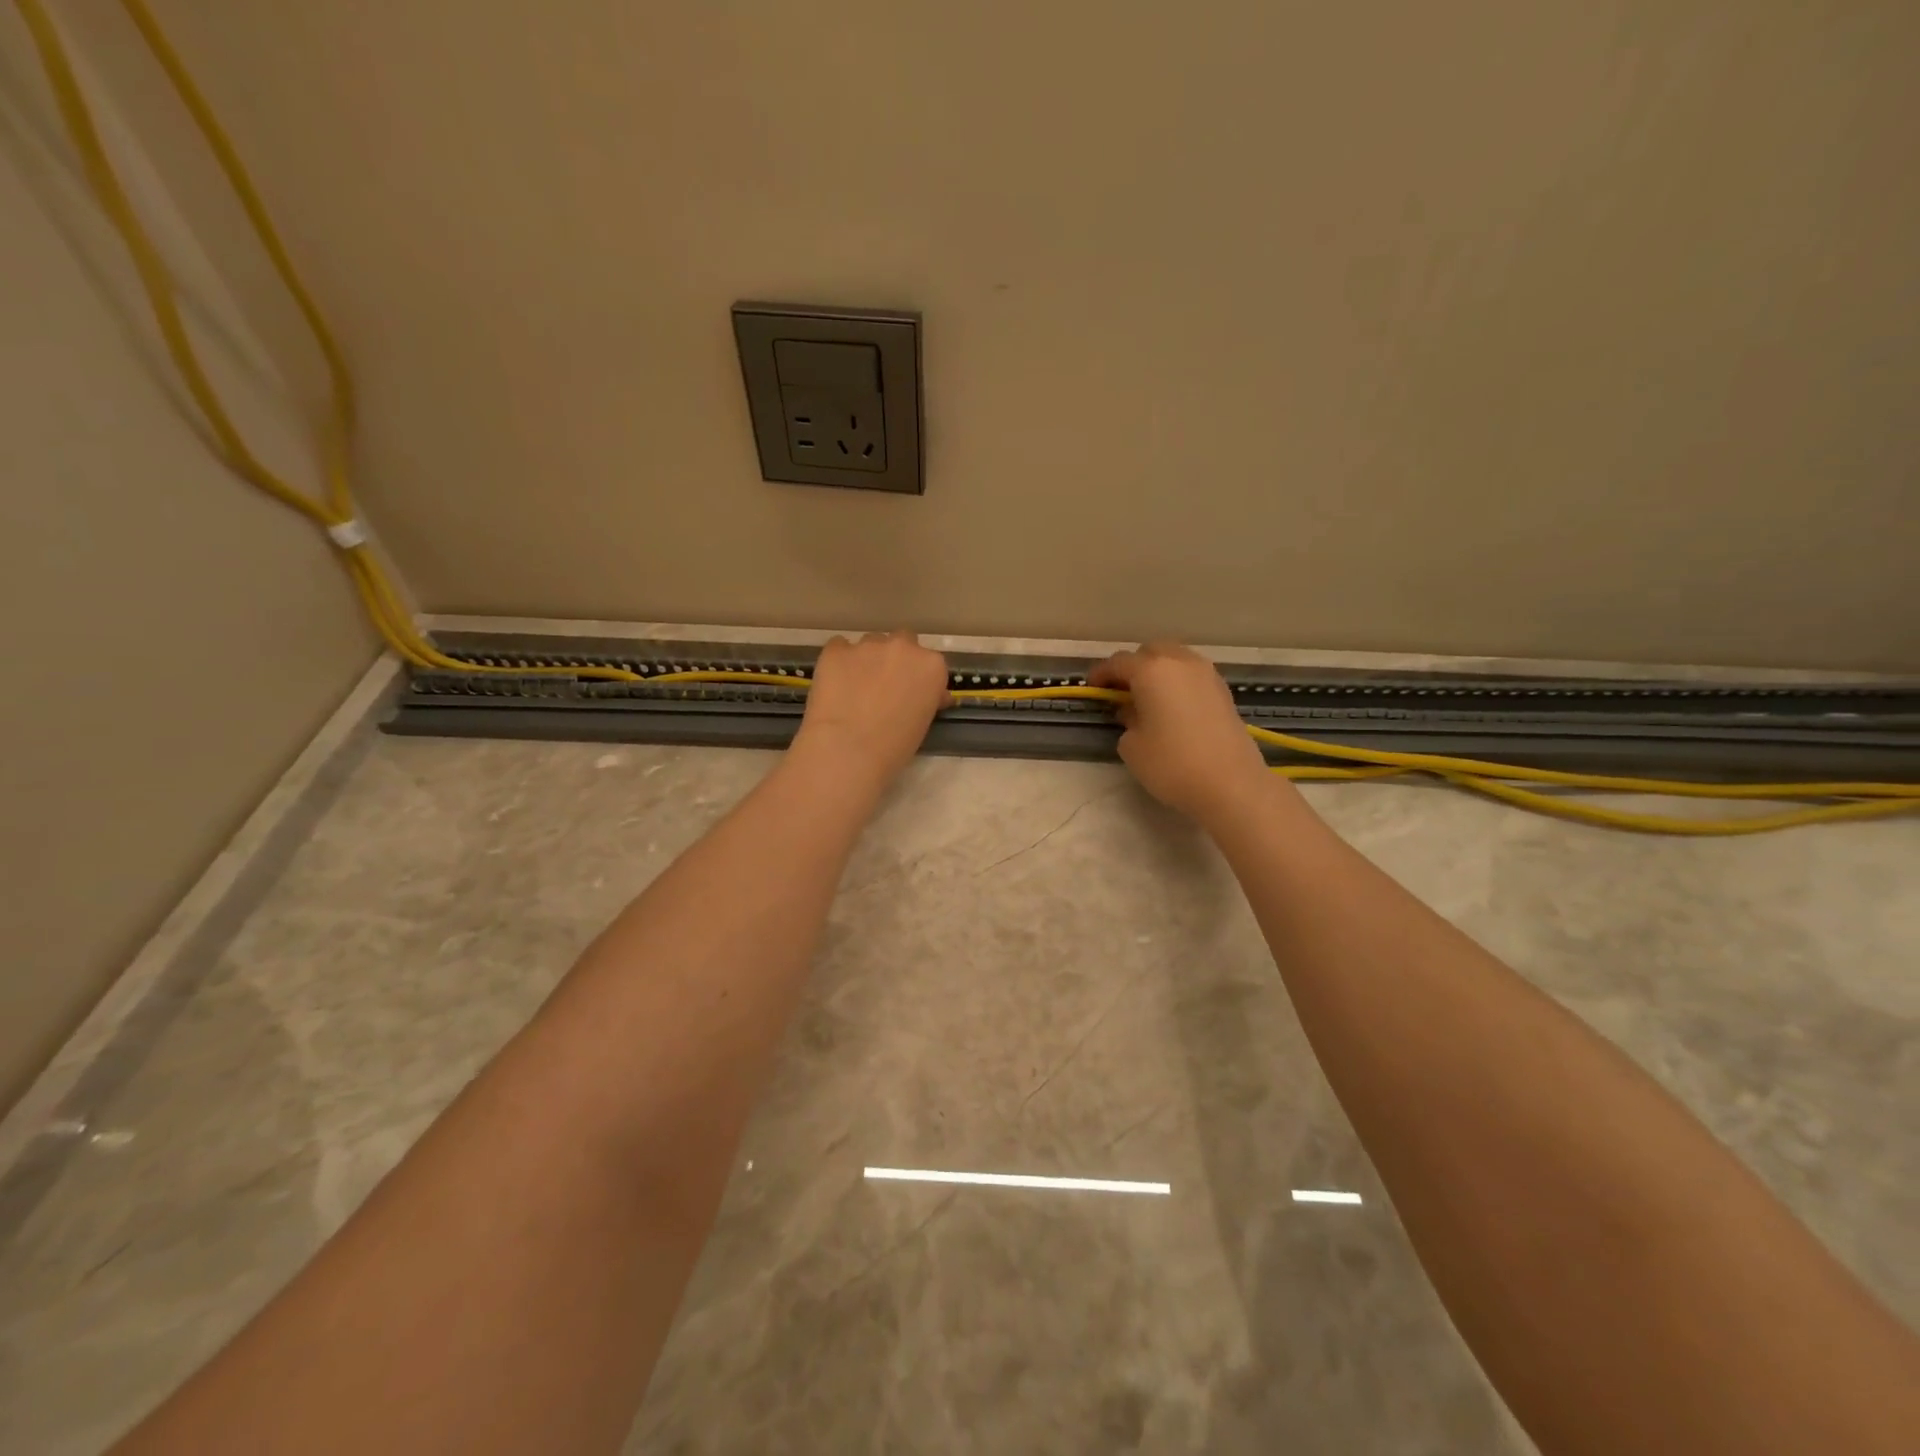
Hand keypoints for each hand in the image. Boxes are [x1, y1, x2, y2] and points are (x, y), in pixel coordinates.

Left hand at [792, 631, 950, 790]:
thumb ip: (927, 698)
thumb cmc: (894, 748)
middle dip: (896, 659)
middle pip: (903, 642)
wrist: (847, 750)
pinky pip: (839, 648)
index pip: (930, 663)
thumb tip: (928, 695)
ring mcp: (867, 645)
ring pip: (870, 644)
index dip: (918, 678)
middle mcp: (903, 647)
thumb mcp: (923, 723)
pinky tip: (834, 684)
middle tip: (884, 686)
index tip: (911, 694)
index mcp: (931, 666)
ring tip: (854, 688)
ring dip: (867, 660)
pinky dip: (839, 662)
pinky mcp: (836, 650)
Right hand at [1088, 642, 1275, 824]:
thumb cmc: (1172, 764)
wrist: (1231, 784)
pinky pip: (1191, 676)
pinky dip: (1177, 683)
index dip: (1101, 674)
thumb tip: (1134, 711)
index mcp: (1151, 670)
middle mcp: (1180, 662)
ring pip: (1175, 660)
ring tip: (1148, 699)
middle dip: (1133, 667)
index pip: (1118, 662)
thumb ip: (1127, 720)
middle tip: (1121, 691)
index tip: (1092, 688)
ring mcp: (1206, 674)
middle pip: (1150, 652)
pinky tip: (1172, 707)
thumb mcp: (1131, 745)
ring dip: (1158, 672)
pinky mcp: (1223, 691)